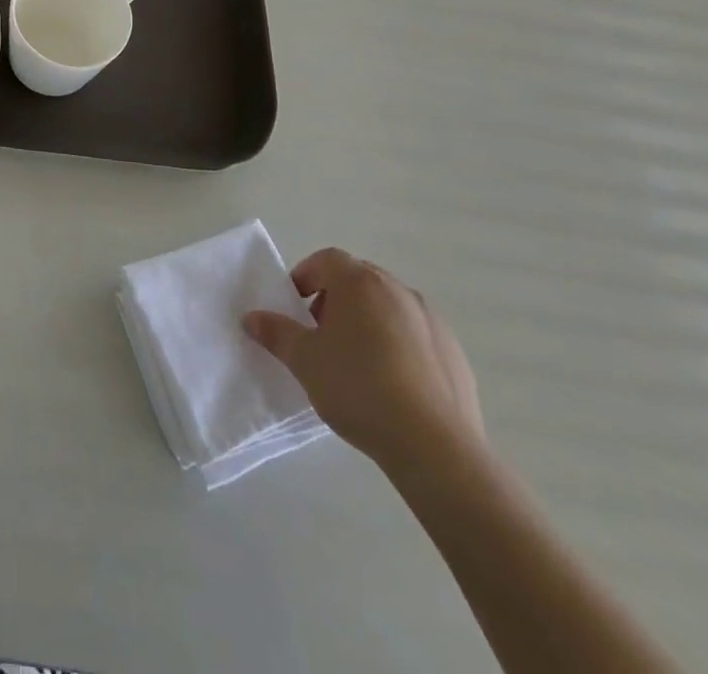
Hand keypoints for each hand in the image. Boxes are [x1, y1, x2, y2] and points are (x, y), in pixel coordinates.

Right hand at [243, 247, 481, 474]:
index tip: (295, 307)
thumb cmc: (359, 388)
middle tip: (320, 334)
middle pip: (359, 281)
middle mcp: (398, 290)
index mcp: (360, 283)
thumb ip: (276, 333)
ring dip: (369, 323)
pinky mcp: (455, 355)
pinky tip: (392, 387)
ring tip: (356, 364)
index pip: (326, 260)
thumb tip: (251, 318)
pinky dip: (399, 348)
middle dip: (335, 300)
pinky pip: (417, 338)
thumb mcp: (304, 360)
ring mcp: (432, 322)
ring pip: (390, 309)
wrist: (435, 447)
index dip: (305, 277)